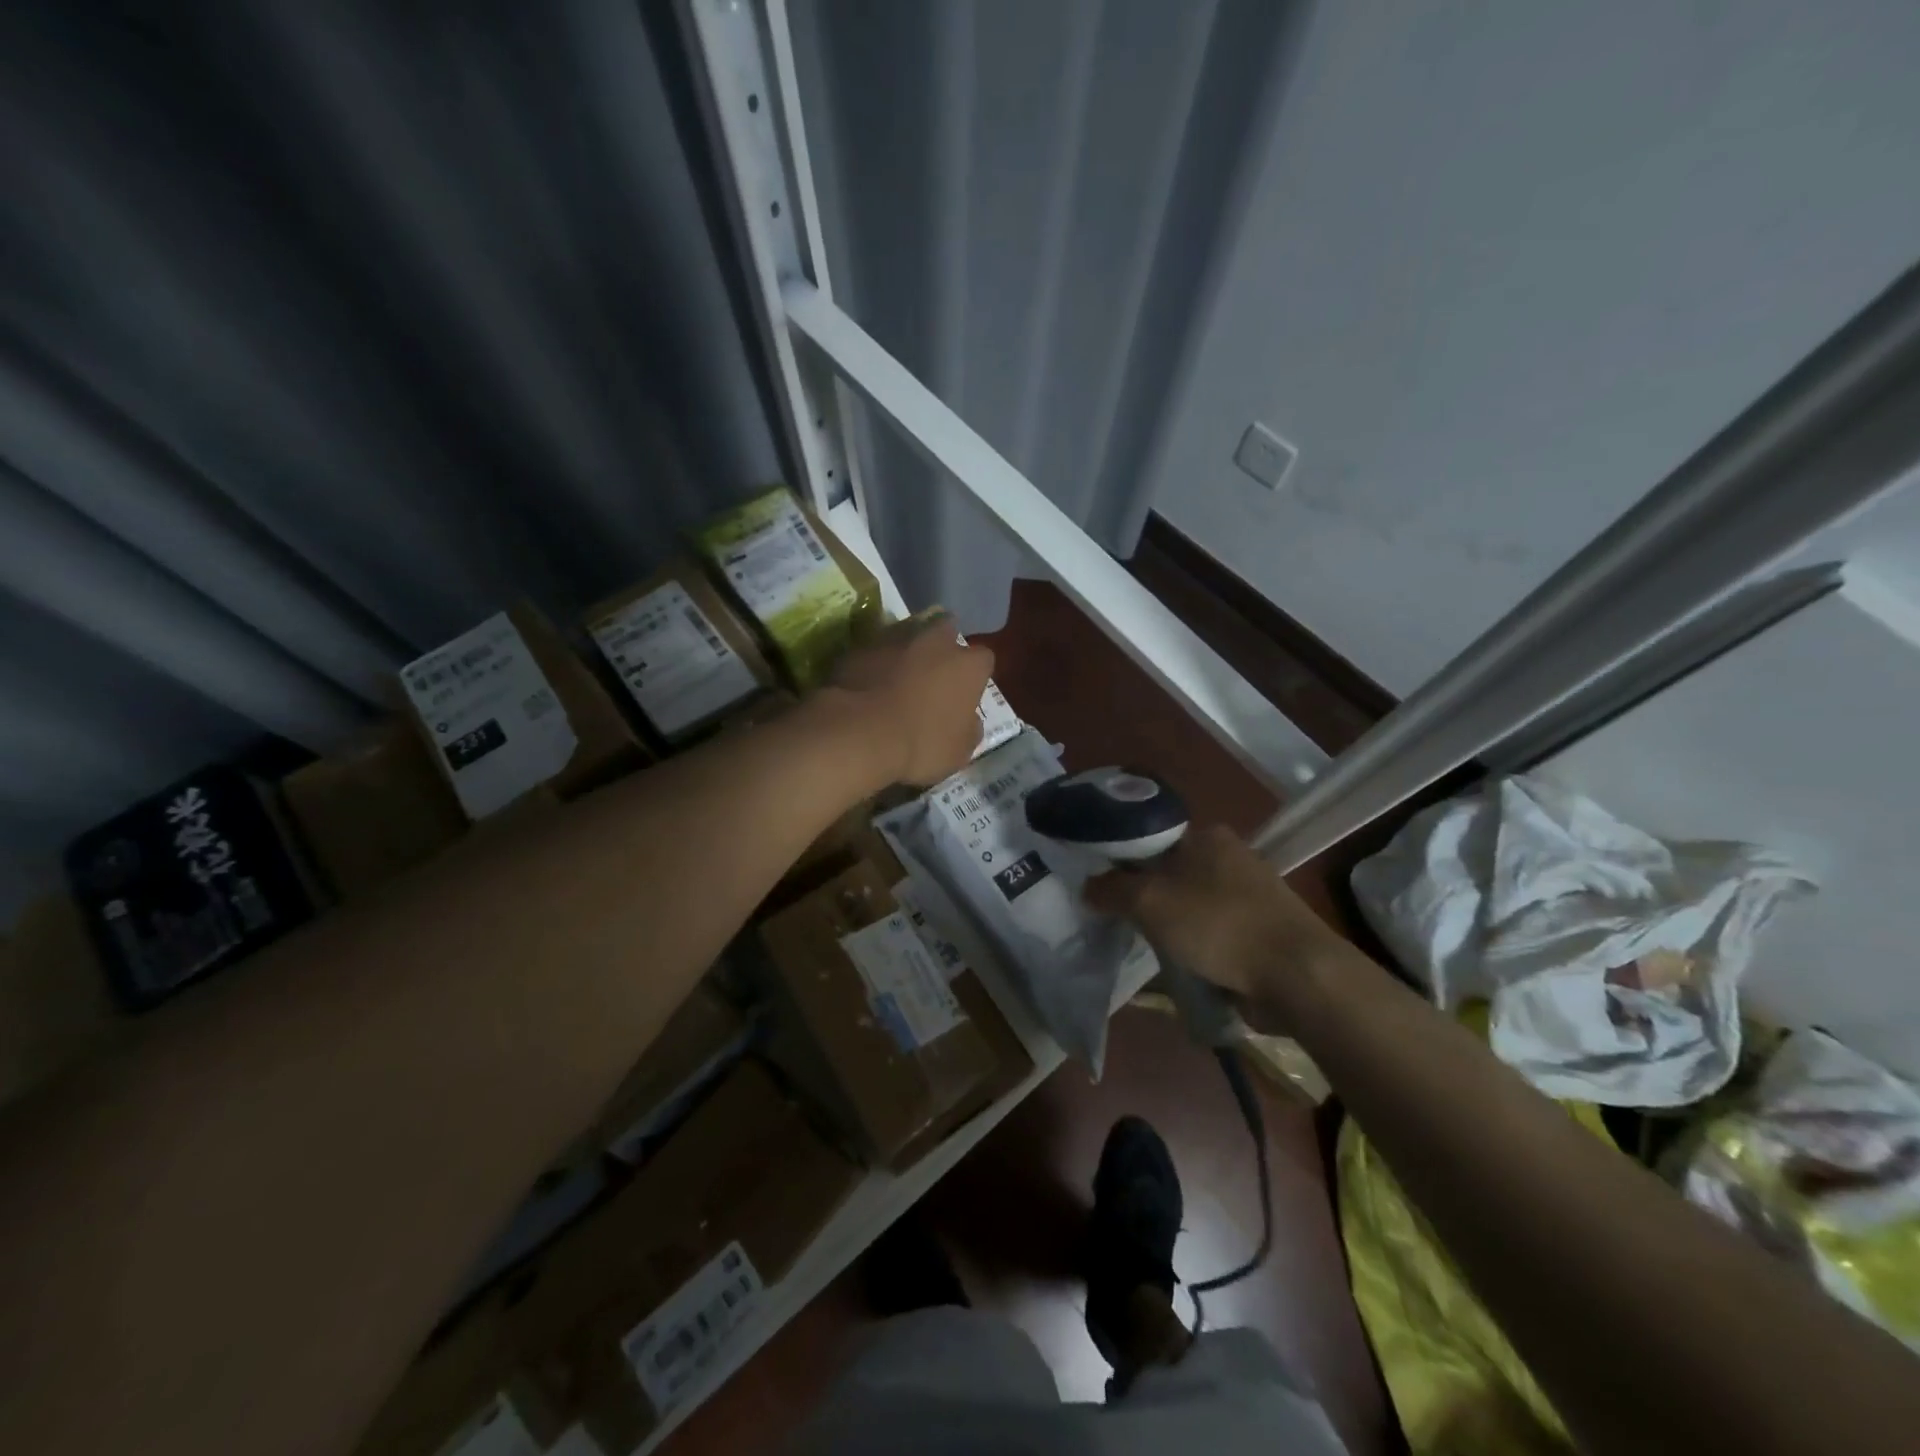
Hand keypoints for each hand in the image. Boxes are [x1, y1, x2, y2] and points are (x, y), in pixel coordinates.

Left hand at [827, 615, 994, 785]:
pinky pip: (876, 652)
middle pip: (946, 631)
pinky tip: (868, 688)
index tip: (964, 695)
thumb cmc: (921, 744)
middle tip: (932, 678)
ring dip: (907, 654)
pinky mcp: (861, 646)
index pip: (983, 660)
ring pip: (908, 637)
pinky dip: (876, 664)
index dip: (974, 677)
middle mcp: (936, 641)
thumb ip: (970, 729)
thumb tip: (969, 720)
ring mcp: (896, 638)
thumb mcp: (959, 752)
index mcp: (968, 665)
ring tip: (896, 682)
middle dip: (942, 650)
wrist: (860, 732)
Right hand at [1083, 825, 1349, 1021]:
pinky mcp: (1261, 929)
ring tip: (1146, 947)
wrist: (1296, 975)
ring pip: (1191, 905)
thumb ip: (1112, 889)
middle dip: (1145, 897)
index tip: (1100, 886)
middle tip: (1118, 920)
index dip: (1121, 860)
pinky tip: (1181, 965)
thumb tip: (1088, 886)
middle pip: (1170, 873)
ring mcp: (1250, 894)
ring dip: (1170, 925)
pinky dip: (1196, 946)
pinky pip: (1213, 932)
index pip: (1151, 838)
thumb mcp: (1149, 901)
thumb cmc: (1218, 925)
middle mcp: (1230, 856)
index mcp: (1207, 835)